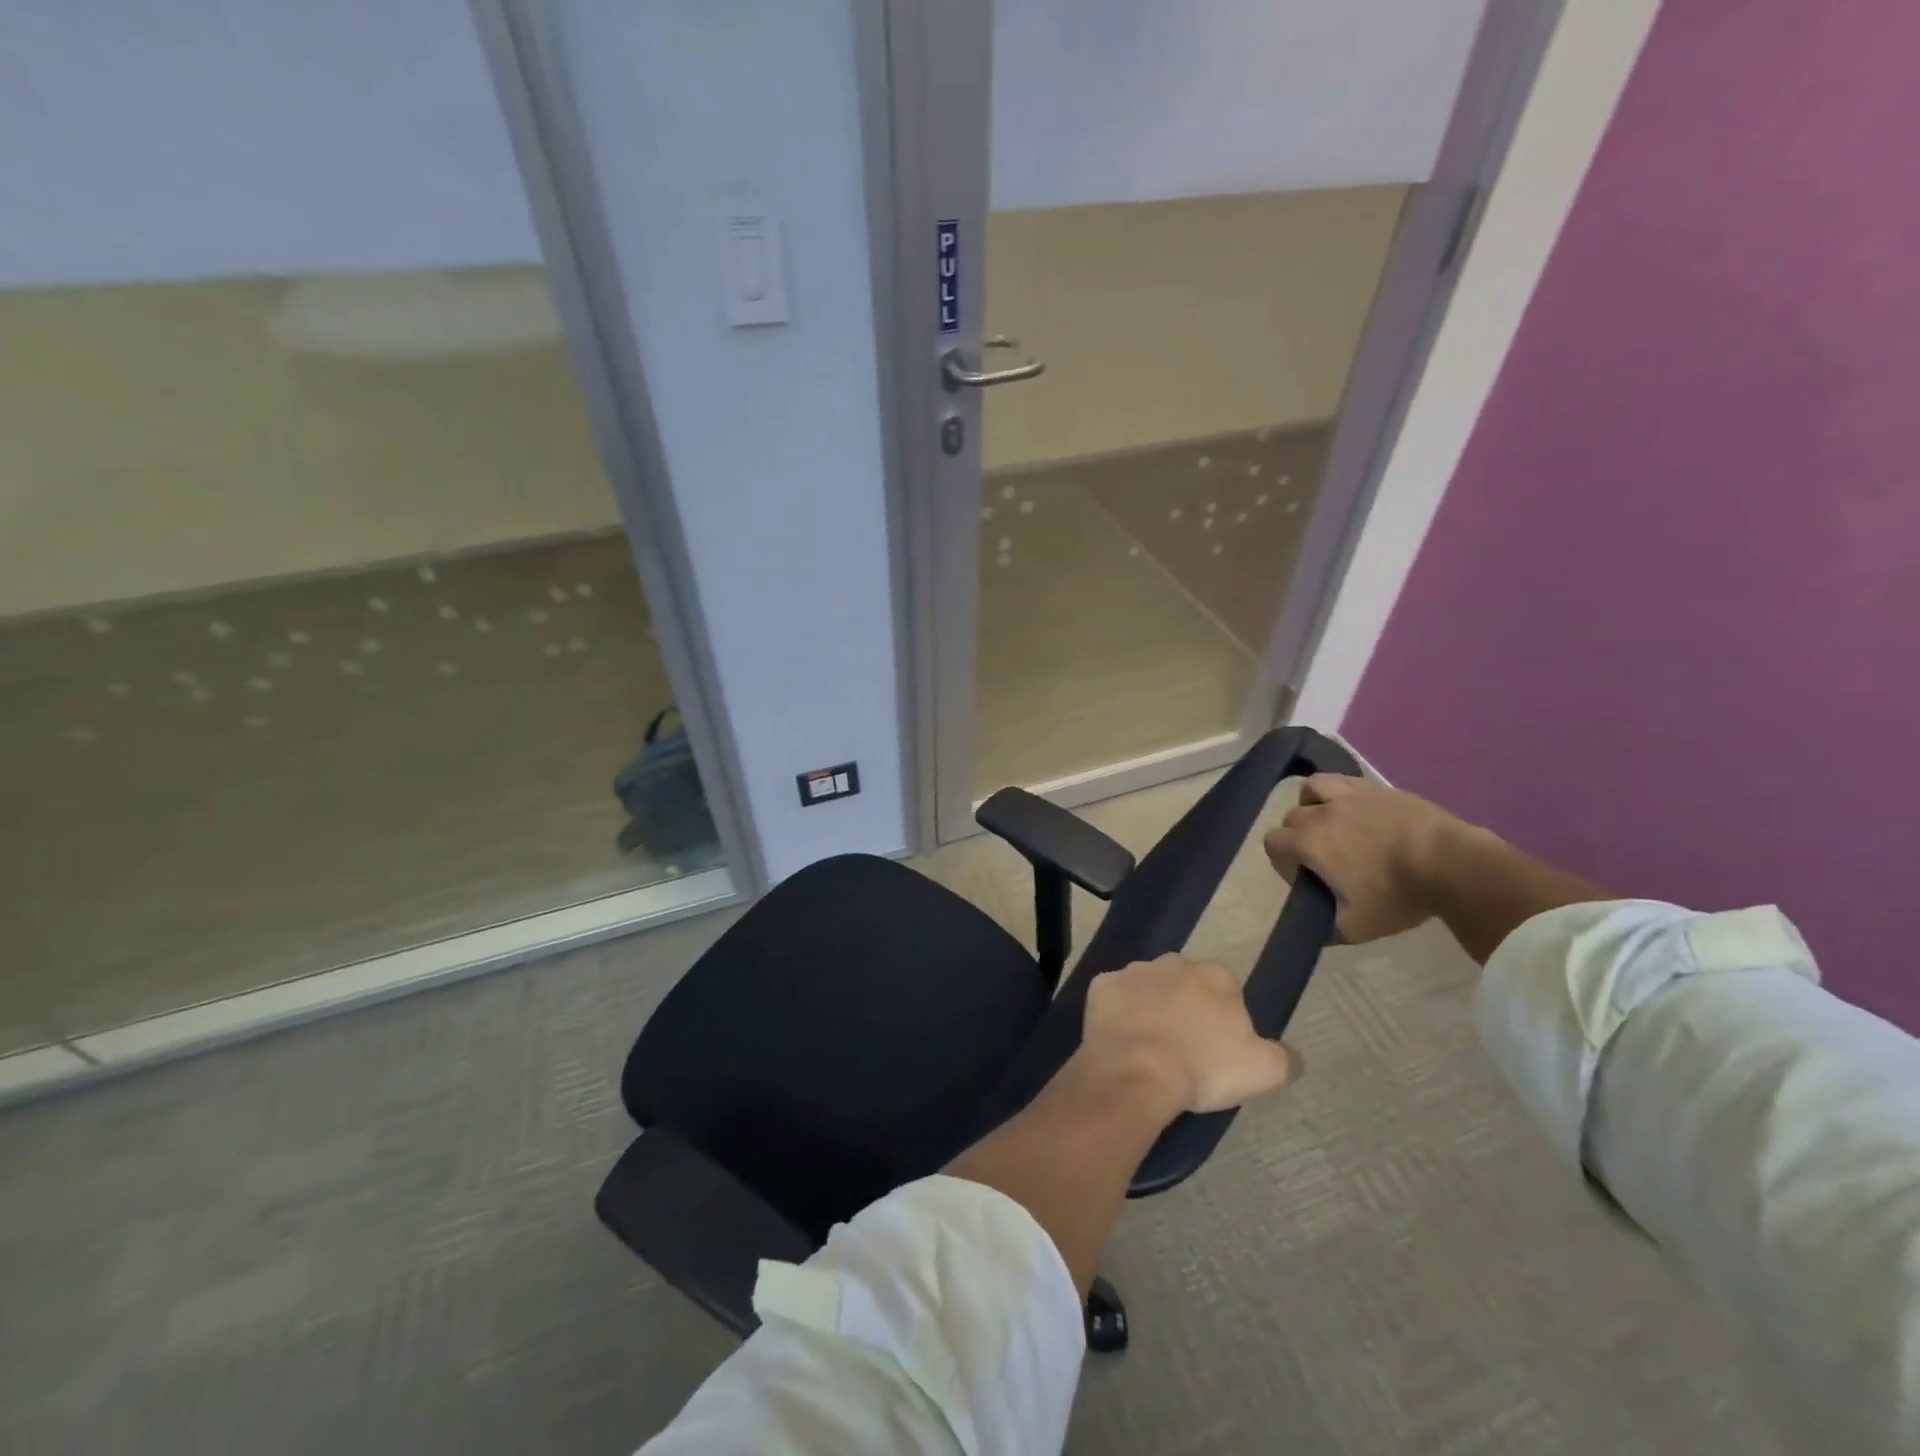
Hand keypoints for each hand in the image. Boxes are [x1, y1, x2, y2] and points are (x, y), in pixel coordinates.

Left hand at [1081, 954, 1299, 1115]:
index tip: (1217, 1046)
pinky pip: (1113, 998)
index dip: (1223, 1017)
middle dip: (1185, 1006)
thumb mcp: (1263, 1071)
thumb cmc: (1204, 1068)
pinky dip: (1117, 1013)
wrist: (1137, 1072)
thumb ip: (1283, 1057)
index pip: (1226, 989)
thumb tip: (1291, 1055)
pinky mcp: (1101, 986)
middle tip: (1183, 1045)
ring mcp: (1133, 971)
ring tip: (1150, 1046)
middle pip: (1184, 982)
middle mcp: (1174, 962)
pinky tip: (1121, 1040)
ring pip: (1147, 987)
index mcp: (1215, 975)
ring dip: (1150, 1007)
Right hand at [1263, 774, 1483, 943]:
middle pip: (1292, 816)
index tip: (1305, 877)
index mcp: (1309, 843)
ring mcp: (1351, 795)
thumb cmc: (1398, 895)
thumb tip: (1315, 929)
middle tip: (1323, 857)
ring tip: (1331, 820)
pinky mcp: (1379, 788)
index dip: (1282, 861)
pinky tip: (1359, 811)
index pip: (1273, 842)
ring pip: (1313, 787)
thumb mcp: (1357, 927)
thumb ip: (1327, 928)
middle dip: (1299, 835)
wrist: (1453, 865)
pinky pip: (1346, 781)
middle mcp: (1321, 812)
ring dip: (1313, 802)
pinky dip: (1342, 793)